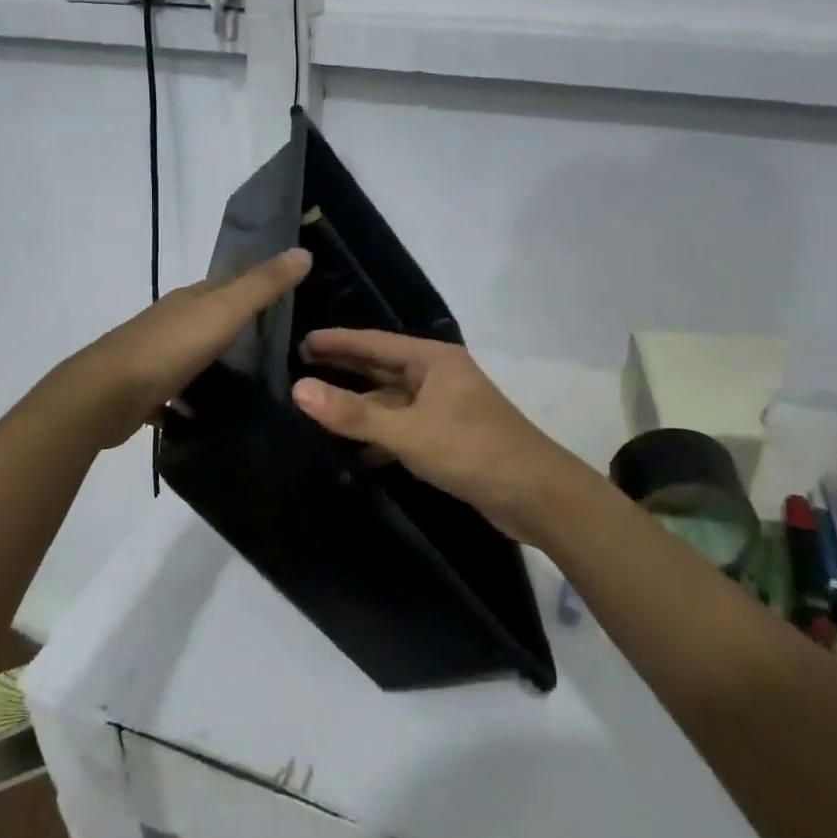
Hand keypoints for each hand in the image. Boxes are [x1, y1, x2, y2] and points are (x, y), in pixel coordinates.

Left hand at [60, 248, 311, 449]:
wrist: (105, 396)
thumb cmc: (168, 348)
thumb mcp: (223, 312)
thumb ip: (262, 285)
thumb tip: (303, 251)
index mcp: (190, 299)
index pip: (228, 284)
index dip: (257, 287)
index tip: (290, 300)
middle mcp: (170, 322)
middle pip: (211, 319)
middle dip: (240, 329)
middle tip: (281, 350)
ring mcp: (154, 356)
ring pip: (194, 355)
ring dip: (217, 365)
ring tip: (254, 387)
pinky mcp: (144, 391)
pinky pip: (176, 393)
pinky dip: (192, 400)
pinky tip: (212, 416)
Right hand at [292, 330, 598, 546]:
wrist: (537, 496)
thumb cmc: (472, 450)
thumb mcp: (408, 432)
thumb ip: (353, 413)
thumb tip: (299, 388)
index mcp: (433, 360)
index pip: (374, 342)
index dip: (338, 341)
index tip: (301, 342)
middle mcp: (438, 376)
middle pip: (382, 368)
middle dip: (344, 370)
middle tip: (300, 370)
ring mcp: (445, 407)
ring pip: (391, 401)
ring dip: (359, 407)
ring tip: (317, 411)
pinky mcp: (448, 437)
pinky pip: (403, 428)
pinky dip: (379, 435)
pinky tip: (353, 451)